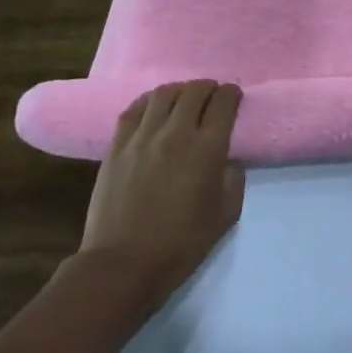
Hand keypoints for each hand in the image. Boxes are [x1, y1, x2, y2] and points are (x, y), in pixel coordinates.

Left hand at [79, 80, 245, 300]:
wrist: (124, 263)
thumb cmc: (182, 242)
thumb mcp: (226, 212)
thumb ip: (233, 177)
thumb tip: (228, 158)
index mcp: (208, 148)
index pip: (224, 103)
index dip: (232, 94)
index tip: (234, 97)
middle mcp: (176, 133)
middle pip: (195, 91)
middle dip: (209, 88)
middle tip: (213, 97)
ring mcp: (142, 137)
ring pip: (164, 94)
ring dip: (180, 91)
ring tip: (184, 99)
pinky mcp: (116, 146)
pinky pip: (134, 109)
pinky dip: (149, 102)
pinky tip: (154, 108)